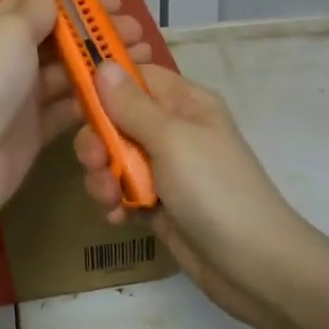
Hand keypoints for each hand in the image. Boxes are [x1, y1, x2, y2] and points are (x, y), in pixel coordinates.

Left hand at [0, 0, 151, 218]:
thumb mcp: (9, 31)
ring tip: (142, 62)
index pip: (41, 5)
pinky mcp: (35, 129)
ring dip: (102, 67)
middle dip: (98, 35)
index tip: (116, 3)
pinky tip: (123, 96)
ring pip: (69, 74)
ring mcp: (23, 95)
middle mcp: (10, 57)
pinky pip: (69, 109)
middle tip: (137, 35)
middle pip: (60, 40)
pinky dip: (93, 102)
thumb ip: (33, 9)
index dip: (78, 1)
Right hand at [74, 64, 302, 327]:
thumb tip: (102, 64)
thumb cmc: (215, 189)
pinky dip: (114, 202)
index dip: (104, 84)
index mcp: (184, 103)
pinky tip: (119, 217)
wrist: (253, 265)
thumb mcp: (172, 139)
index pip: (135, 77)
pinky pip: (121, 191)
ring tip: (111, 198)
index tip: (76, 100)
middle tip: (96, 161)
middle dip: (98, 140)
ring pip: (114, 158)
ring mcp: (165, 169)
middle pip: (116, 119)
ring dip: (103, 176)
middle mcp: (173, 130)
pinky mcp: (158, 204)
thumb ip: (132, 105)